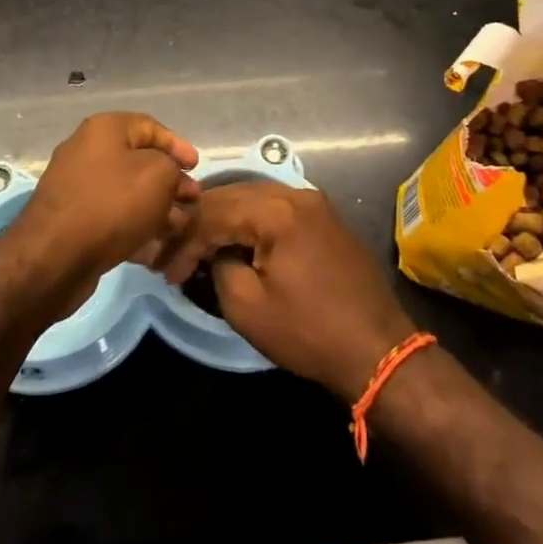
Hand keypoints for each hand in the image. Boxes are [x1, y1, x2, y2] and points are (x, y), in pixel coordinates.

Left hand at [0, 112, 199, 316]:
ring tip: (178, 228)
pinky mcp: (73, 218)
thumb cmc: (112, 204)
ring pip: (128, 191)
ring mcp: (77, 185)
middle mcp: (87, 150)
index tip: (197, 168)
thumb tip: (169, 177)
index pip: (151, 127)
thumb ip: (172, 167)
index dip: (178, 146)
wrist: (55, 256)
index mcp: (105, 129)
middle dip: (171, 181)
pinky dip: (135, 225)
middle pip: (139, 161)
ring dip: (157, 207)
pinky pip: (112, 214)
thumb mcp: (159, 175)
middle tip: (191, 201)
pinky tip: (154, 246)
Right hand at [181, 182, 417, 401]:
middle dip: (200, 224)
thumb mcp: (247, 307)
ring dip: (224, 220)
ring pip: (252, 198)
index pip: (213, 212)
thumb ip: (219, 267)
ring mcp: (314, 202)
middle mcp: (295, 193)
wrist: (378, 350)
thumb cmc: (309, 332)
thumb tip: (214, 253)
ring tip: (199, 247)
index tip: (165, 270)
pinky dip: (249, 222)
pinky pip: (275, 208)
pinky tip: (235, 241)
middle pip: (232, 195)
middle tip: (175, 253)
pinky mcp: (324, 218)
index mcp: (276, 210)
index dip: (184, 241)